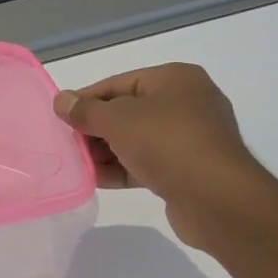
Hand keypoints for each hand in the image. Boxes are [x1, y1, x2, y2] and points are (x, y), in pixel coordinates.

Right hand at [53, 64, 274, 249]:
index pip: (118, 83)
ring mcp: (190, 138)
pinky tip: (95, 180)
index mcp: (175, 79)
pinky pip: (147, 163)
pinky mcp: (188, 169)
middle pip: (126, 112)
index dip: (86, 100)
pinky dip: (122, 168)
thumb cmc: (166, 143)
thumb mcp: (117, 120)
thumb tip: (61, 100)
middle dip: (94, 129)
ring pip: (136, 140)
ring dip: (105, 152)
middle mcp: (186, 103)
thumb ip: (85, 110)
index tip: (60, 117)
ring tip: (76, 164)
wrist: (217, 198)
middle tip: (66, 144)